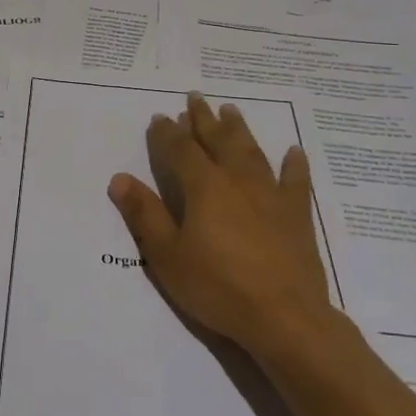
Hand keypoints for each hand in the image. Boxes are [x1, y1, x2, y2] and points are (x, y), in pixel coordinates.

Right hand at [108, 94, 335, 359]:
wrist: (284, 317)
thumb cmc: (218, 287)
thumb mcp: (168, 256)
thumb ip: (145, 214)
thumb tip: (119, 178)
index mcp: (204, 187)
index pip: (181, 150)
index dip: (167, 133)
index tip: (160, 116)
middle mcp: (237, 181)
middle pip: (218, 141)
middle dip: (203, 119)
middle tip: (195, 98)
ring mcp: (271, 195)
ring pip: (252, 152)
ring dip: (239, 130)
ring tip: (231, 111)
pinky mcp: (296, 215)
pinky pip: (296, 181)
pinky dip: (294, 165)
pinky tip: (294, 151)